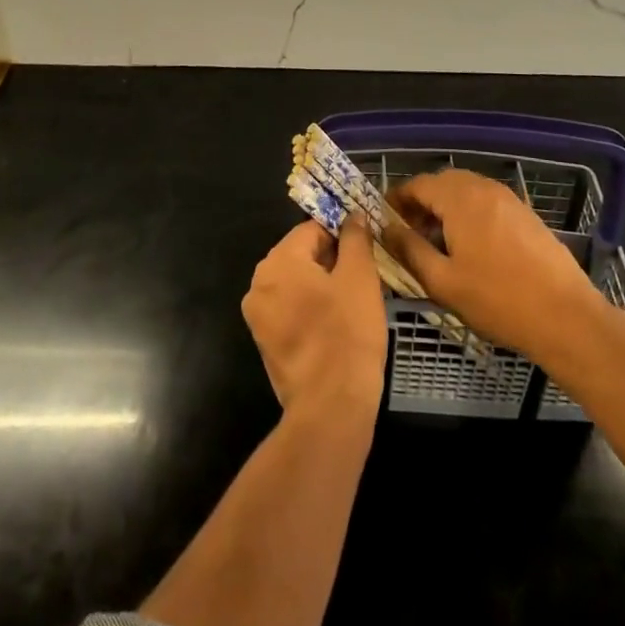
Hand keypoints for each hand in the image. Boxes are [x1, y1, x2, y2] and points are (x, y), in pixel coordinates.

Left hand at [242, 218, 387, 426]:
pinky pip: (291, 310)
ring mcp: (258, 316)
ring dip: (324, 286)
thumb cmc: (347, 335)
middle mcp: (259, 283)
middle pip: (301, 255)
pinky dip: (312, 309)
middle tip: (364, 278)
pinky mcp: (265, 342)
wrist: (330, 410)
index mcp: (277, 261)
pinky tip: (338, 325)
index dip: (342, 235)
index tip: (366, 251)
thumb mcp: (360, 277)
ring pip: (297, 283)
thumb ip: (355, 238)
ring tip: (354, 302)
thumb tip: (351, 215)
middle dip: (332, 261)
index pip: (312, 229)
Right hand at [385, 169, 605, 370]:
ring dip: (445, 208)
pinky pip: (486, 202)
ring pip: (465, 191)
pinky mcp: (525, 213)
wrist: (566, 317)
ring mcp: (508, 198)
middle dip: (421, 203)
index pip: (417, 184)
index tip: (384, 220)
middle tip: (408, 233)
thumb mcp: (443, 281)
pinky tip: (470, 247)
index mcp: (460, 198)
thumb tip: (386, 228)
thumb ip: (410, 249)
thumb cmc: (498, 300)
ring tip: (437, 242)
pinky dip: (469, 213)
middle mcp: (483, 187)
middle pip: (442, 183)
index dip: (397, 199)